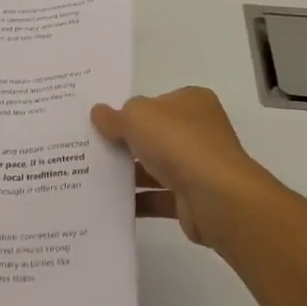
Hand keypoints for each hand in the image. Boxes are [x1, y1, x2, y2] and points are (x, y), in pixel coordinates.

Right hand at [92, 87, 275, 249]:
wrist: (216, 196)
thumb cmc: (178, 142)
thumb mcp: (137, 116)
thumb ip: (115, 116)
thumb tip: (99, 113)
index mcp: (192, 102)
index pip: (156, 102)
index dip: (129, 110)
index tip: (101, 121)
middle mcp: (199, 130)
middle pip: (154, 134)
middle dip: (126, 142)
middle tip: (90, 147)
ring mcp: (198, 165)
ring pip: (155, 166)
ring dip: (129, 173)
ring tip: (92, 176)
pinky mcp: (193, 198)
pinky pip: (158, 197)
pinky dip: (138, 200)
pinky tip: (110, 203)